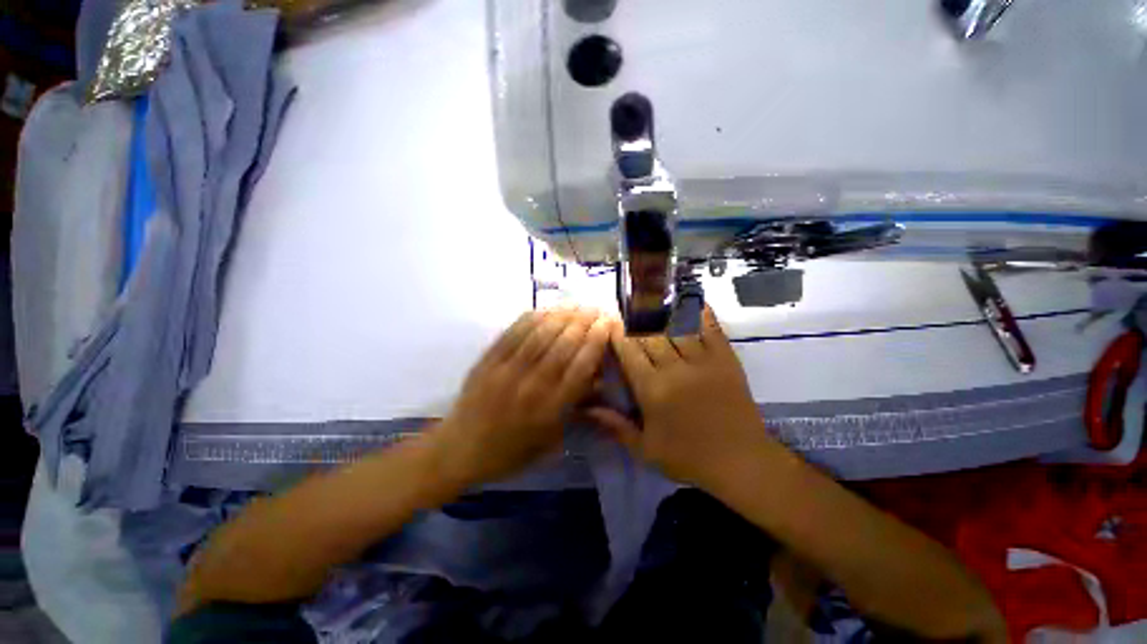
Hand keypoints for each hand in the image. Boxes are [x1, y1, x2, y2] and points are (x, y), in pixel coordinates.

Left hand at [432, 307, 611, 486]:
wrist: (460, 450)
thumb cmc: (512, 451)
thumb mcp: (552, 440)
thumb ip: (577, 409)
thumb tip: (600, 379)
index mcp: (550, 410)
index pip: (581, 366)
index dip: (597, 341)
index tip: (608, 324)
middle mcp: (531, 386)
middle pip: (563, 345)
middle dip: (584, 322)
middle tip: (597, 308)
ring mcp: (507, 370)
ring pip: (540, 334)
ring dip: (562, 315)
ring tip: (576, 305)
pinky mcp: (488, 360)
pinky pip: (514, 332)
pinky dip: (533, 317)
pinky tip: (546, 310)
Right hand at [587, 307, 767, 488]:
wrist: (741, 462)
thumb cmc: (688, 458)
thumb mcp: (645, 450)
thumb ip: (615, 425)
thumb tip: (587, 408)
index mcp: (652, 390)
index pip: (629, 352)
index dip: (617, 334)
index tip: (610, 323)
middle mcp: (674, 369)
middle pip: (649, 335)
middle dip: (635, 321)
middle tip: (626, 310)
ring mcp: (702, 361)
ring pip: (676, 327)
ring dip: (662, 312)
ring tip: (652, 301)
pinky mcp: (725, 359)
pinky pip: (711, 329)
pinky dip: (701, 313)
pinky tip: (693, 301)